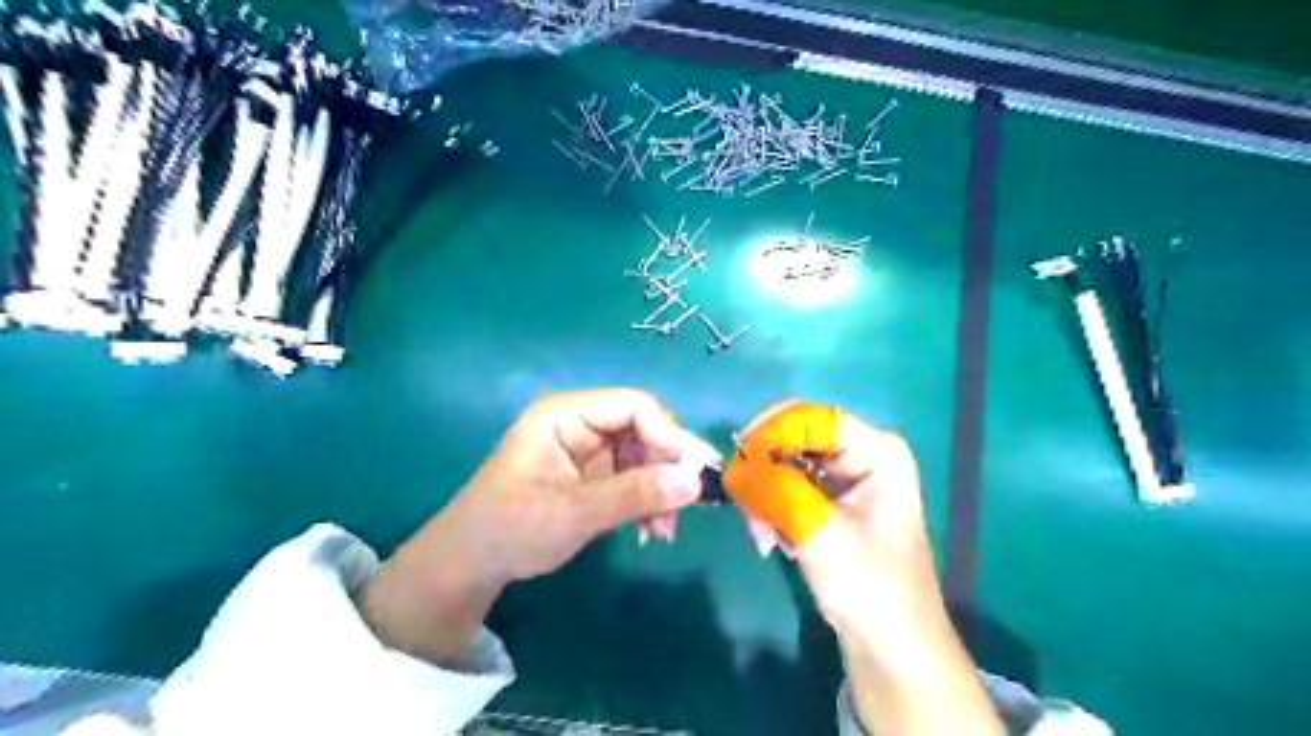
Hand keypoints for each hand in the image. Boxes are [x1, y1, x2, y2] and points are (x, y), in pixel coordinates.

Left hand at [360, 390, 716, 667]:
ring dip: (662, 491)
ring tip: (665, 531)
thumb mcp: (574, 513)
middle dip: (668, 469)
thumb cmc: (510, 529)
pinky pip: (635, 479)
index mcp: (565, 414)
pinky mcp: (593, 475)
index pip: (634, 406)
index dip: (670, 434)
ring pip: (645, 457)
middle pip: (644, 430)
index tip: (698, 471)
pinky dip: (648, 503)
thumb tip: (695, 482)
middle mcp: (580, 423)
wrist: (470, 565)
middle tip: (693, 504)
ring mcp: (588, 450)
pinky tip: (651, 531)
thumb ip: (635, 494)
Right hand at [737, 401, 1005, 734]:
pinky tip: (772, 539)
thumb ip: (775, 489)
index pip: (811, 417)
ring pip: (788, 463)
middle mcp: (864, 454)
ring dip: (766, 493)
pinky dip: (774, 507)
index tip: (736, 460)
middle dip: (765, 468)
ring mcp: (848, 479)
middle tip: (743, 504)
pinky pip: (792, 487)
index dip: (769, 430)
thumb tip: (733, 466)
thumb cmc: (869, 587)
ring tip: (761, 535)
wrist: (893, 649)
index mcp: (877, 450)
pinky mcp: (834, 502)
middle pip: (797, 438)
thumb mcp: (818, 532)